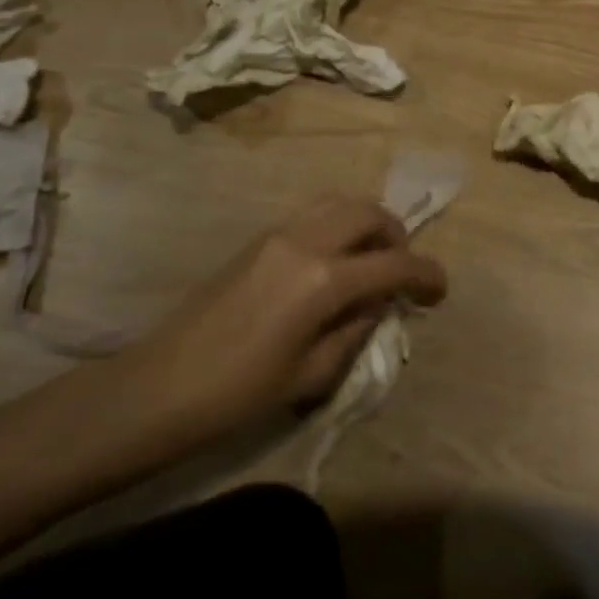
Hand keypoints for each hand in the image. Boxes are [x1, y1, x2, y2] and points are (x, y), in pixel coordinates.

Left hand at [124, 196, 446, 443]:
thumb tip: (378, 304)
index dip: (426, 275)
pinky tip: (335, 263)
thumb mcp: (311, 374)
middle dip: (397, 236)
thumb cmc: (238, 394)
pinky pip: (313, 215)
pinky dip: (339, 225)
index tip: (440, 291)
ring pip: (339, 203)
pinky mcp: (258, 240)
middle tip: (402, 271)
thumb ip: (356, 330)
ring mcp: (278, 234)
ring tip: (371, 260)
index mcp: (322, 280)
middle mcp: (305, 242)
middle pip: (368, 214)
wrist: (157, 389)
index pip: (393, 265)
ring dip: (367, 224)